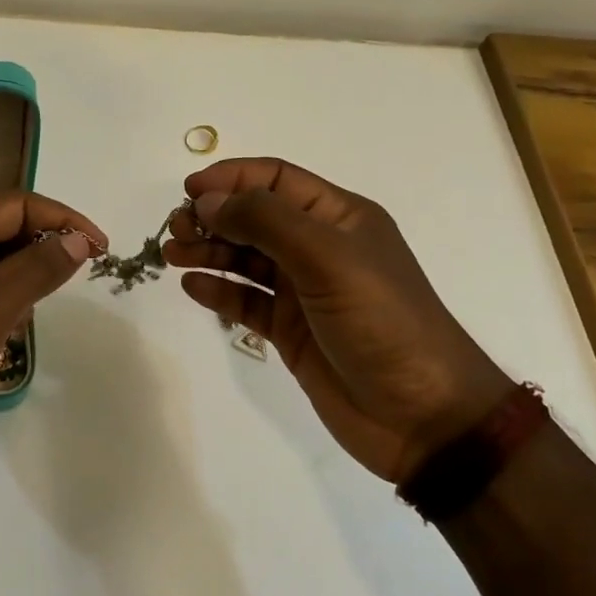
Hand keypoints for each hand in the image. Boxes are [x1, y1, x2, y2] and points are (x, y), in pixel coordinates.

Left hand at [0, 190, 105, 469]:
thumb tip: (79, 238)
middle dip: (40, 249)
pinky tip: (3, 334)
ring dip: (18, 279)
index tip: (100, 249)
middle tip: (72, 282)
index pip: (17, 203)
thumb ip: (38, 269)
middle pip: (1, 226)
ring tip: (30, 316)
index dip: (63, 221)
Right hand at [164, 158, 512, 482]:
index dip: (230, 178)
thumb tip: (208, 201)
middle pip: (253, 217)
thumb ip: (265, 222)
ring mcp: (302, 291)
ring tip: (173, 257)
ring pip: (244, 258)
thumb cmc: (382, 322)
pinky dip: (218, 291)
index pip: (274, 179)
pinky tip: (194, 288)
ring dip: (208, 251)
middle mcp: (318, 247)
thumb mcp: (327, 258)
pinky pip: (245, 300)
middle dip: (212, 217)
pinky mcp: (290, 330)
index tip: (188, 192)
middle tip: (176, 232)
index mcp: (338, 217)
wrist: (422, 417)